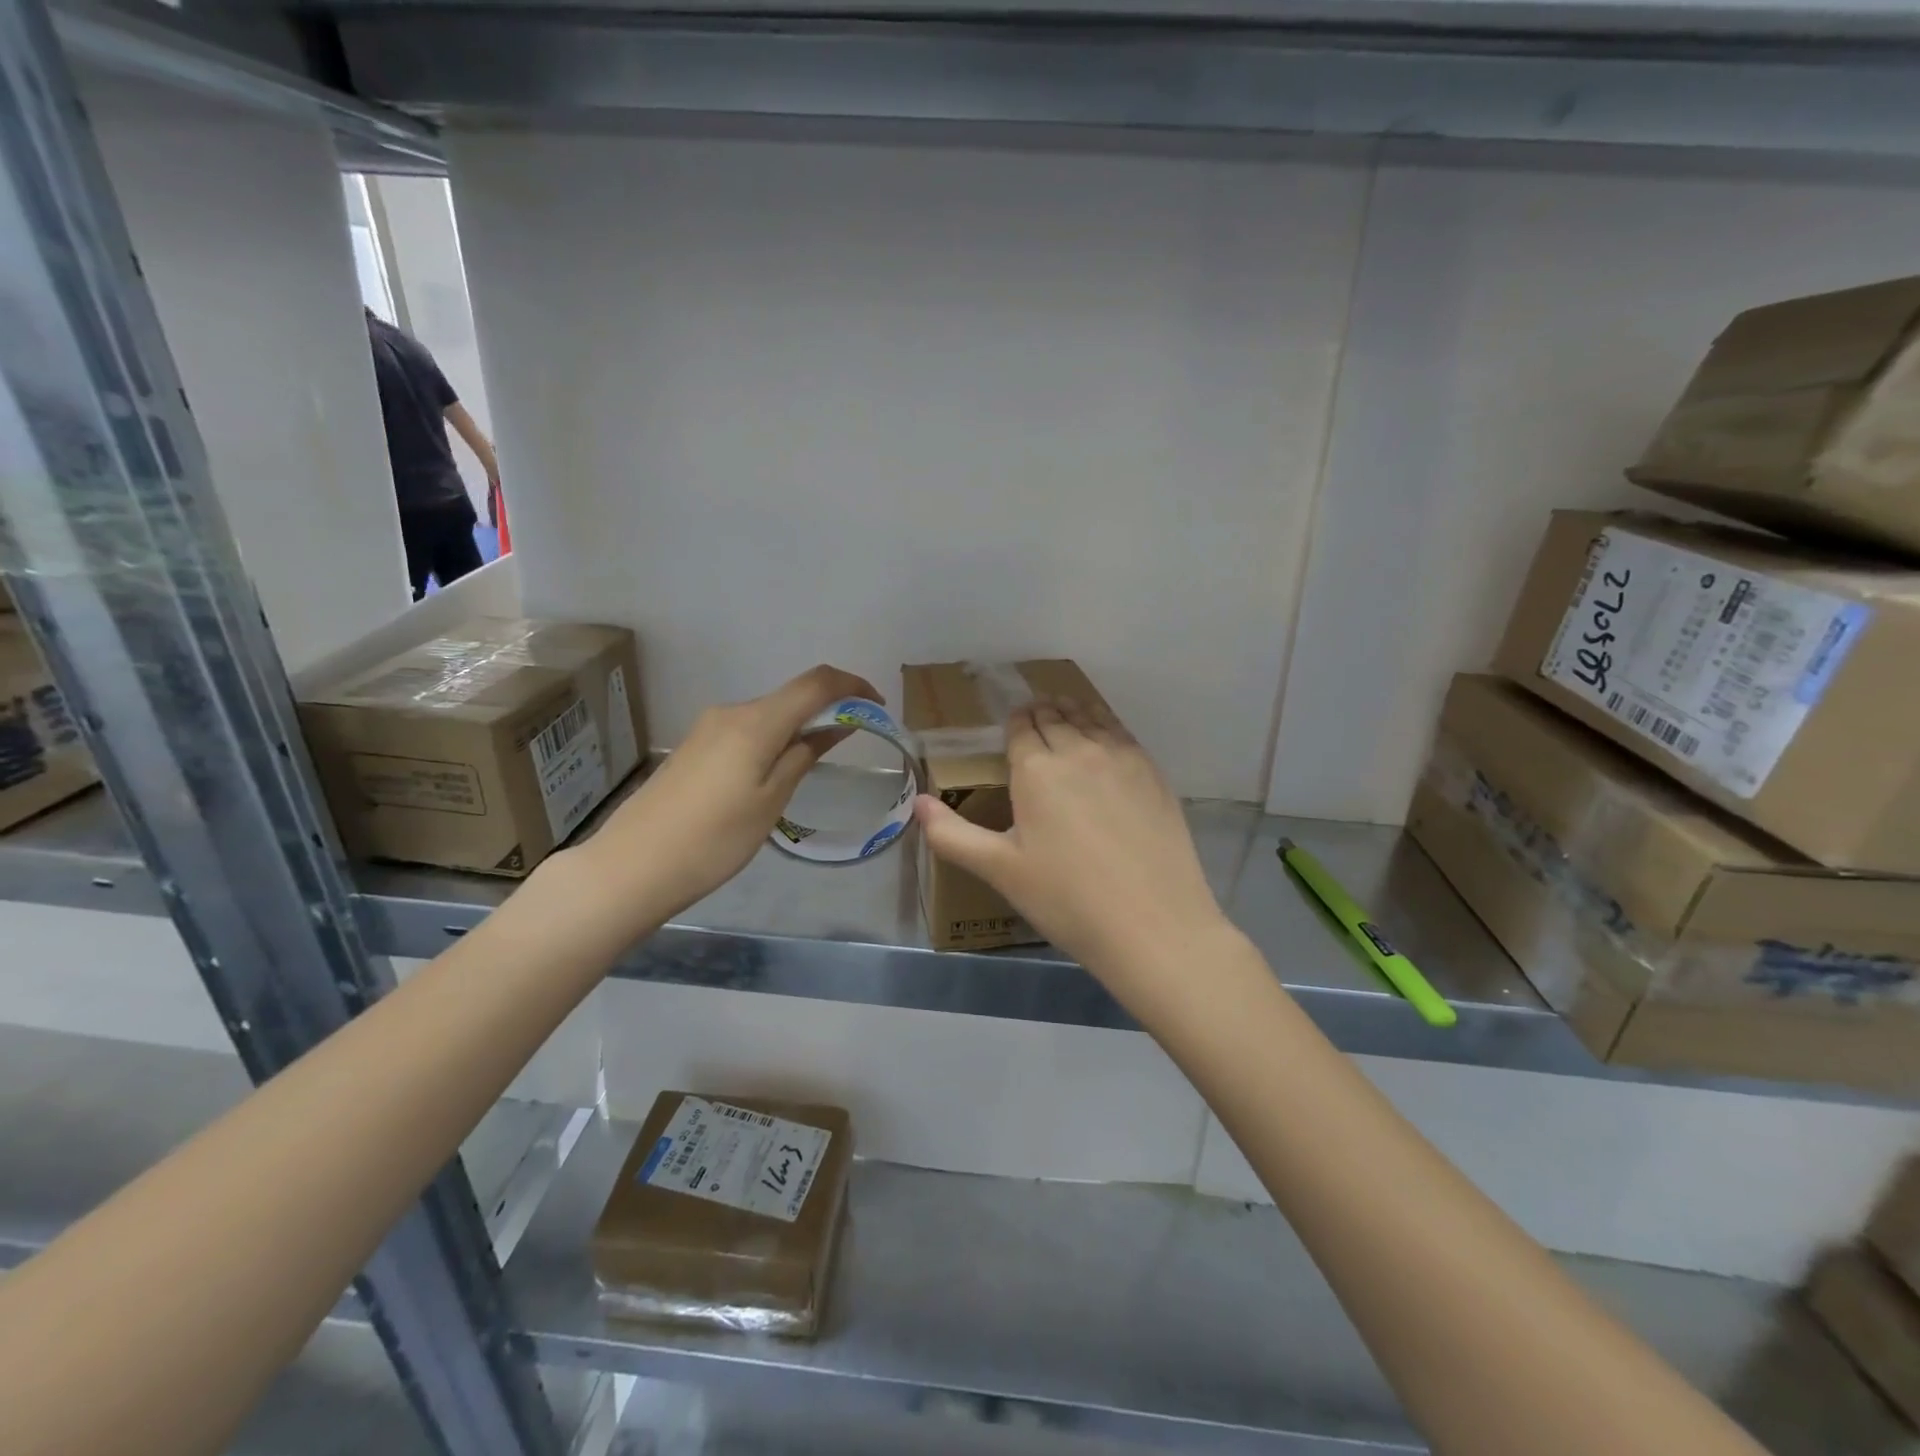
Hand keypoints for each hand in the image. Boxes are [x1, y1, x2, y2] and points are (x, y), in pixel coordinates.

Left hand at [574, 664, 878, 918]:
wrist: (632, 867)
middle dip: (828, 709)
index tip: (877, 707)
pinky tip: (776, 774)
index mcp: (755, 721)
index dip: (852, 686)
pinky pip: (747, 730)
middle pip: (791, 696)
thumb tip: (837, 724)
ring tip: (817, 764)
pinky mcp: (695, 747)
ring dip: (800, 726)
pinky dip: (774, 739)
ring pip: (769, 714)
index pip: (816, 683)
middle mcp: (731, 712)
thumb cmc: (714, 839)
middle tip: (852, 744)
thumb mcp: (771, 800)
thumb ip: (805, 754)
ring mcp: (708, 728)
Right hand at [913, 699, 1235, 1019]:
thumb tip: (917, 803)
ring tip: (1064, 713)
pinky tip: (1103, 738)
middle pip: (1054, 715)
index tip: (1010, 727)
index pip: (1020, 726)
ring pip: (1089, 716)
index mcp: (1036, 768)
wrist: (1153, 925)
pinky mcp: (1153, 771)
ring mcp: (1121, 757)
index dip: (1013, 723)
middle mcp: (1078, 749)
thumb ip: (952, 835)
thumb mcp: (1000, 871)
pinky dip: (1104, 724)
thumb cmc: (1067, 900)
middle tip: (1033, 719)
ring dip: (1071, 711)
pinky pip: (1121, 731)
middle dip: (1039, 713)